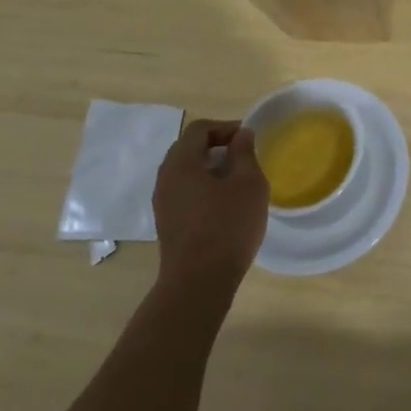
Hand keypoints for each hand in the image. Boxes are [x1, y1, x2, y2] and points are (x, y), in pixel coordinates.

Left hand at [152, 120, 268, 301]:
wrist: (198, 283)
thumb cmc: (227, 226)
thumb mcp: (248, 183)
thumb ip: (245, 153)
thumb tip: (241, 134)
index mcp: (181, 163)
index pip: (199, 129)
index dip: (224, 127)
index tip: (247, 138)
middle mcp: (165, 178)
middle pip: (188, 148)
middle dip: (216, 145)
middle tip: (242, 155)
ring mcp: (163, 203)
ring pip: (185, 172)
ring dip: (209, 168)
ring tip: (236, 180)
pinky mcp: (167, 223)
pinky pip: (183, 192)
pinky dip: (202, 187)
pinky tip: (223, 204)